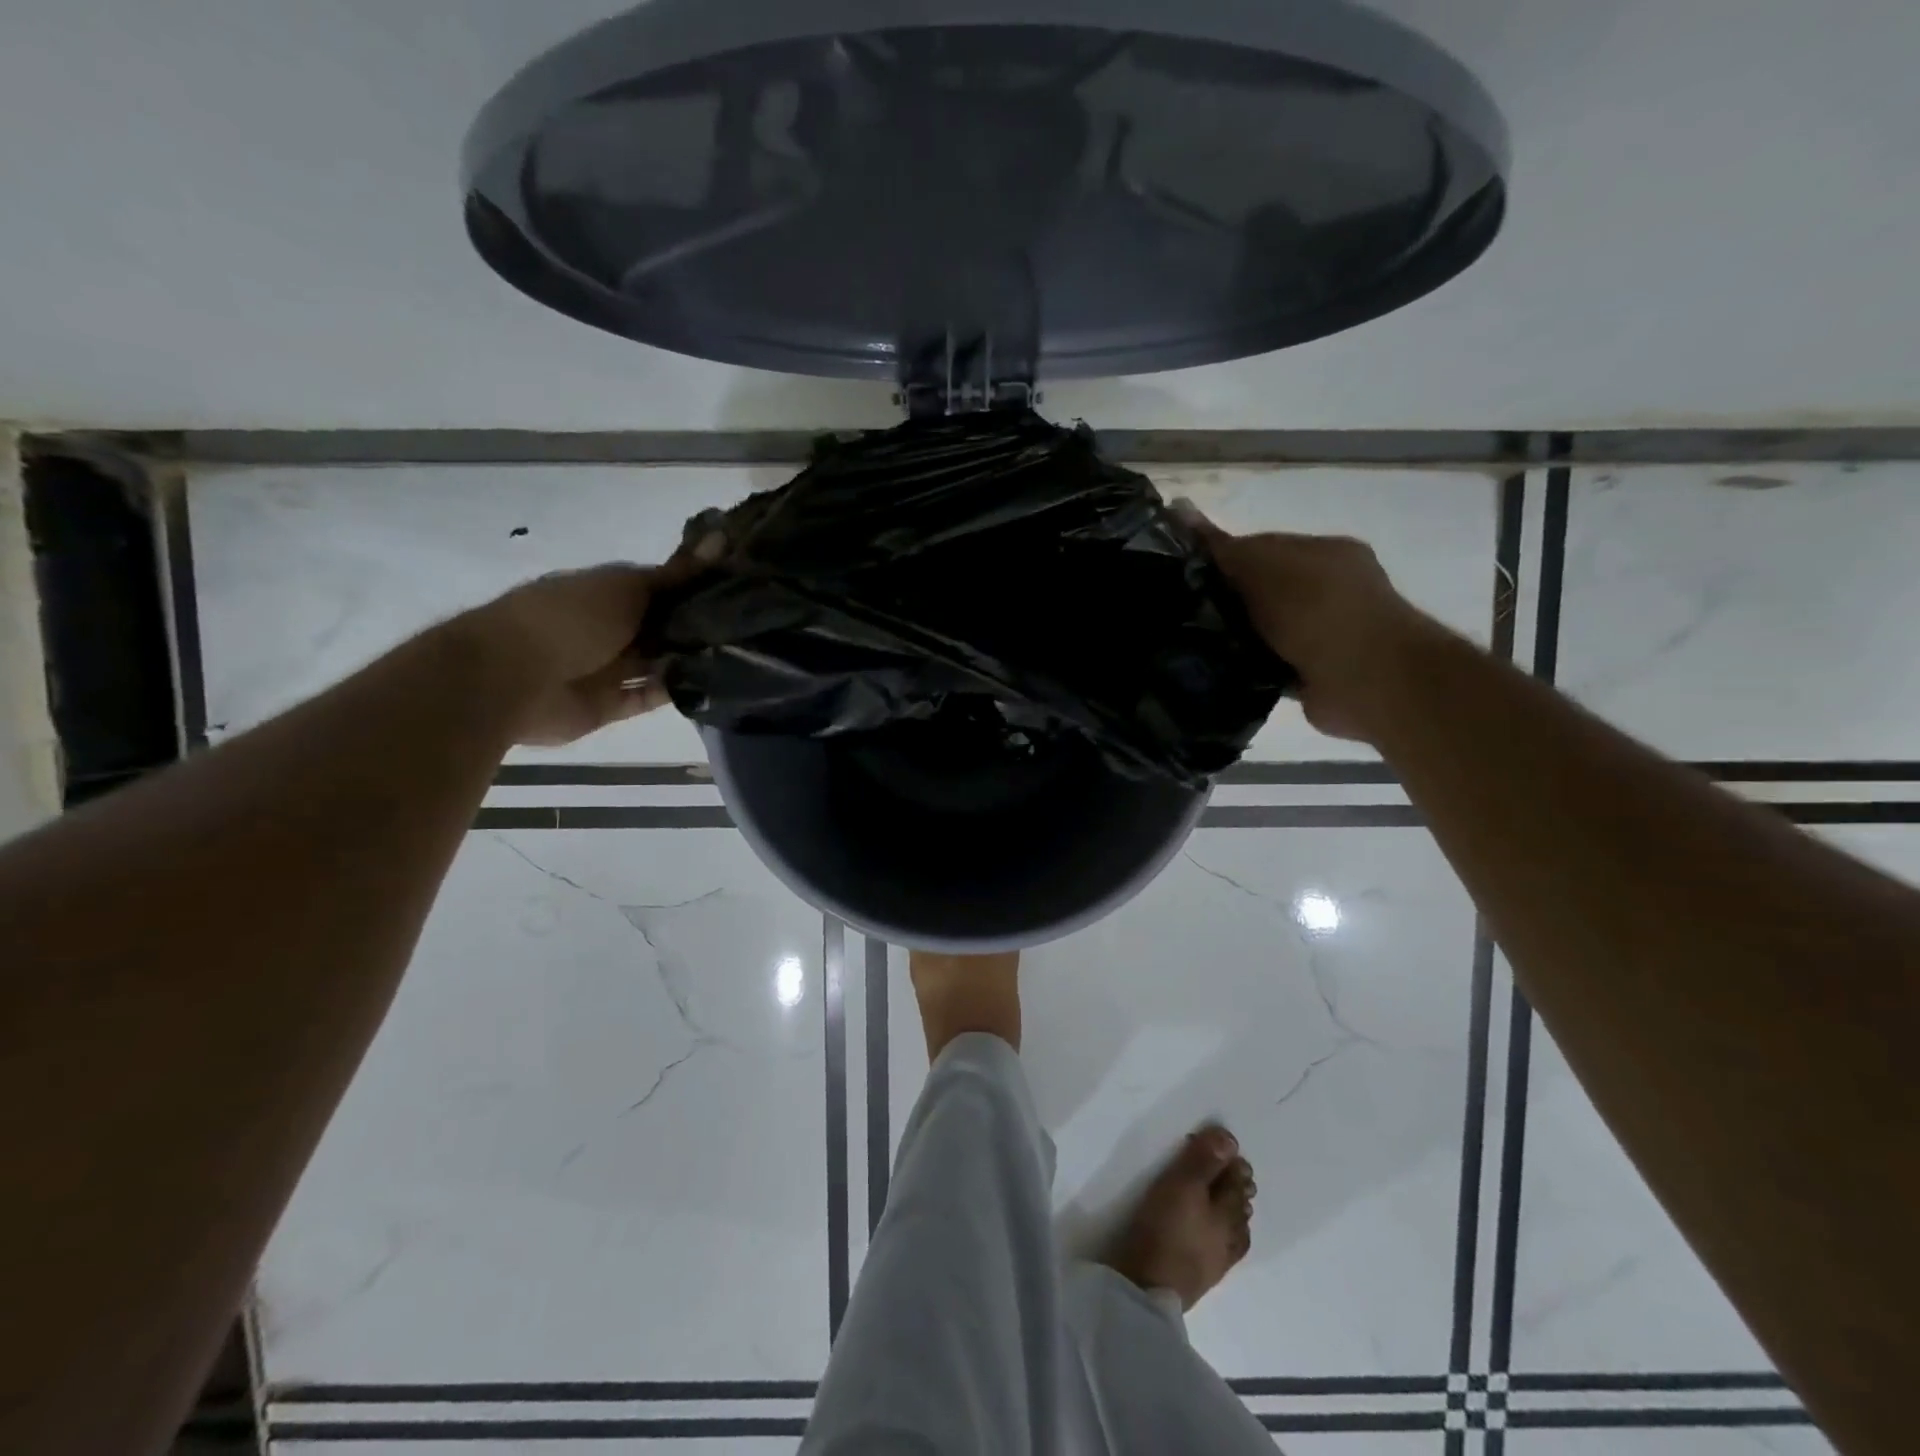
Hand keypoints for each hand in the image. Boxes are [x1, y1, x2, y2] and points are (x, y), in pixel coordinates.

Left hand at [454, 536, 720, 746]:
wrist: (511, 678)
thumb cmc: (570, 618)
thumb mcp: (628, 585)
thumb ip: (677, 574)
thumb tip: (723, 538)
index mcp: (606, 592)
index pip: (660, 587)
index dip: (696, 587)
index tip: (740, 588)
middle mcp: (608, 628)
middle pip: (661, 627)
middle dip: (699, 627)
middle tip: (750, 626)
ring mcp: (606, 668)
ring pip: (658, 663)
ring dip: (690, 660)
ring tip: (742, 656)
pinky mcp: (609, 706)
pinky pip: (648, 698)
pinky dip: (673, 692)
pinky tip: (712, 684)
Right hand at [1174, 502, 1435, 742]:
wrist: (1366, 678)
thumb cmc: (1316, 609)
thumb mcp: (1262, 566)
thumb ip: (1223, 546)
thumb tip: (1178, 508)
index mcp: (1324, 552)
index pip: (1262, 547)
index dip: (1222, 557)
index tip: (1183, 574)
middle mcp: (1327, 590)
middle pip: (1261, 589)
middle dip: (1225, 600)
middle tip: (1179, 611)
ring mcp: (1323, 634)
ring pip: (1262, 629)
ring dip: (1234, 637)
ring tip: (1187, 643)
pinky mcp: (1313, 674)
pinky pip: (1267, 665)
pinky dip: (1246, 667)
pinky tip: (1214, 670)